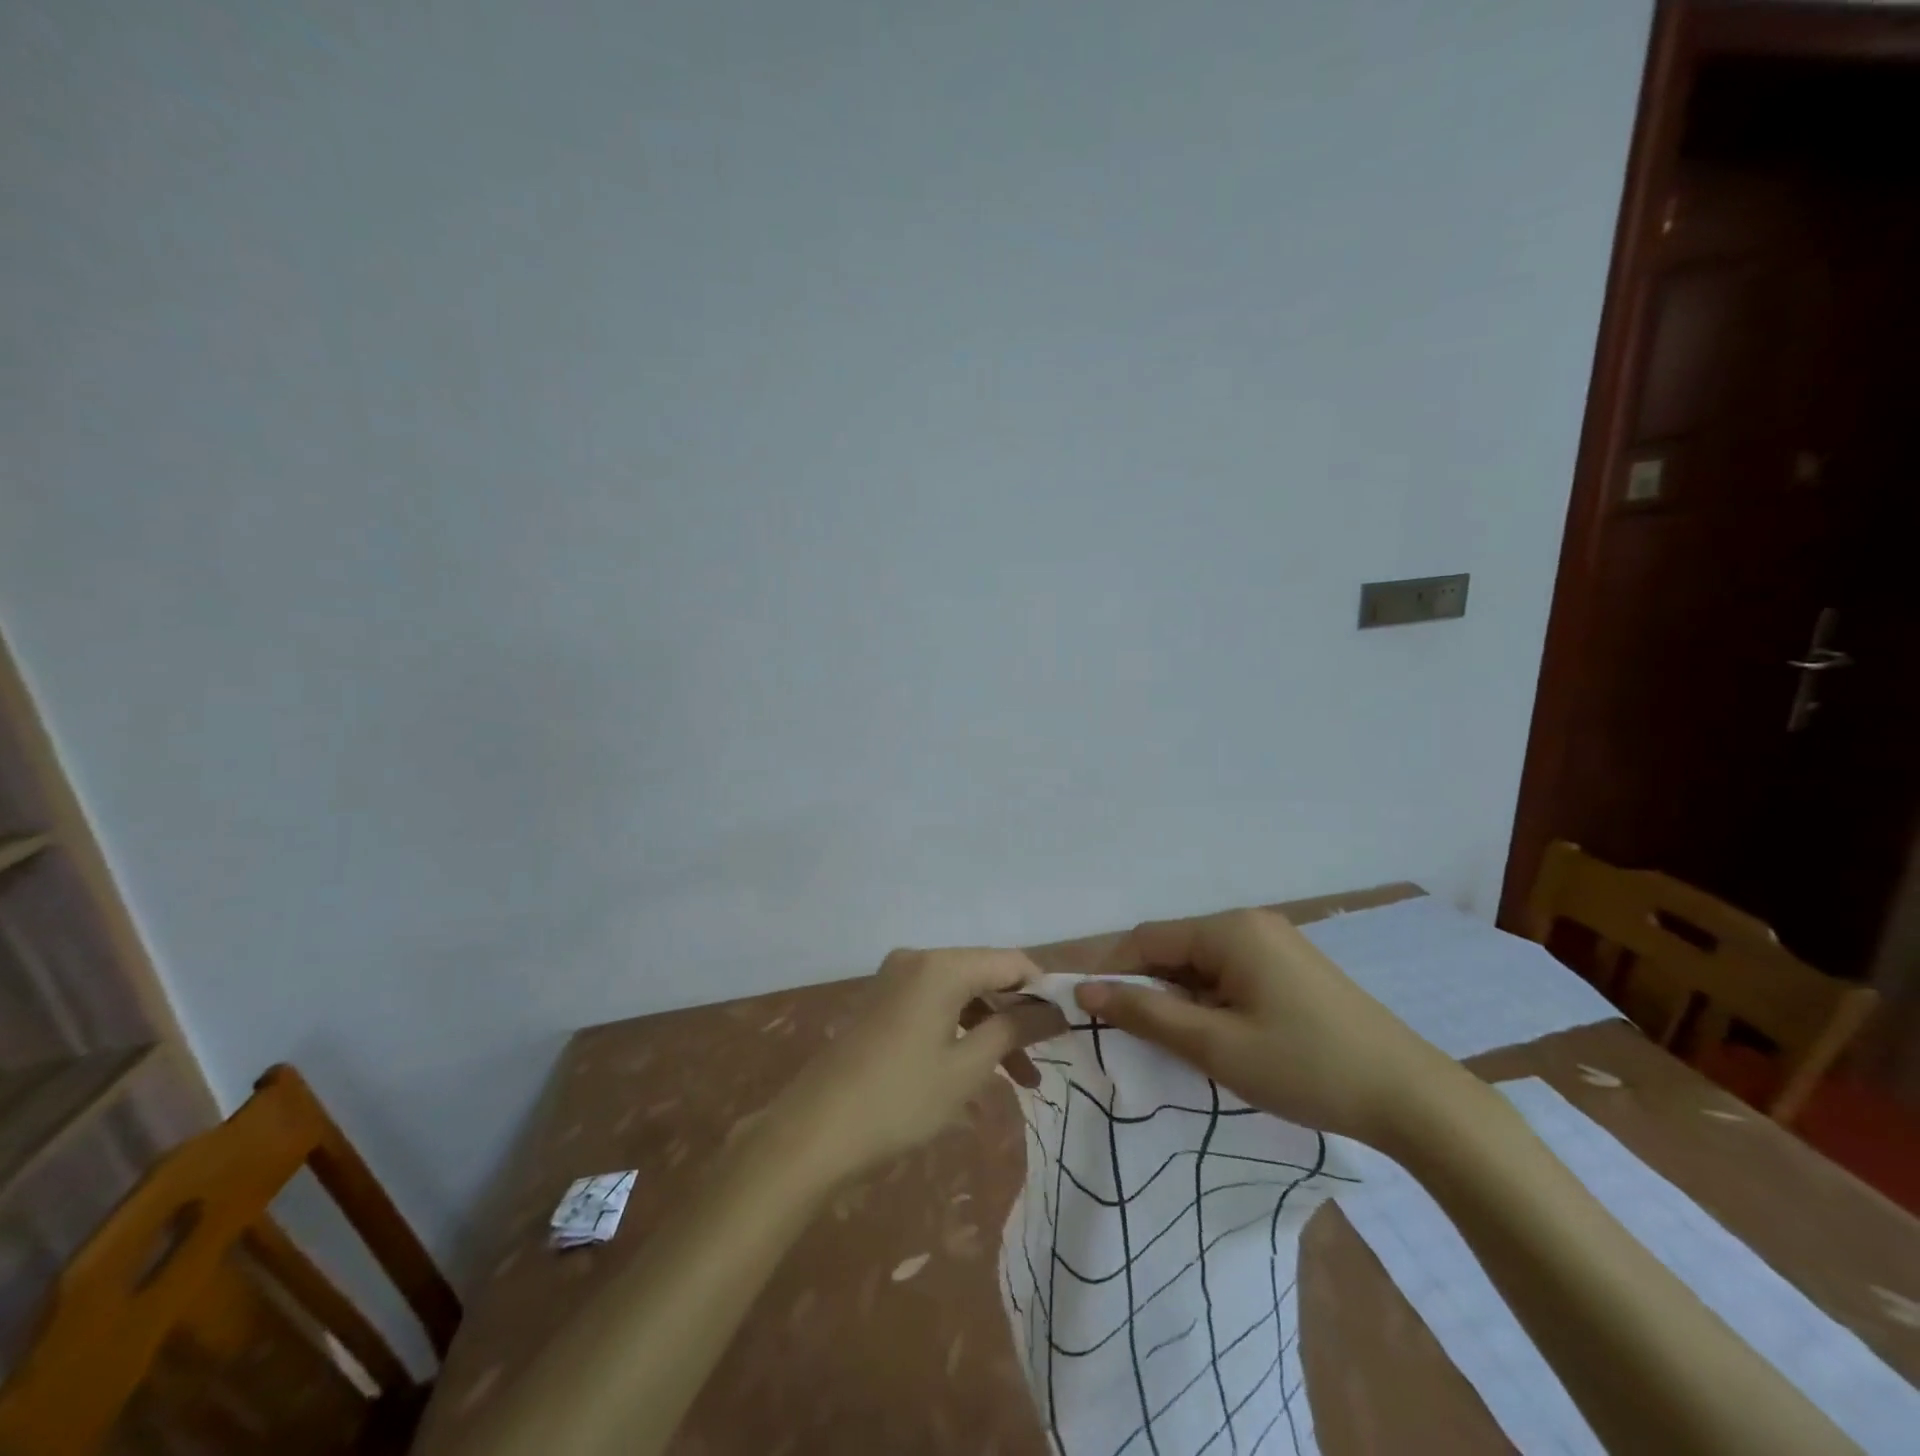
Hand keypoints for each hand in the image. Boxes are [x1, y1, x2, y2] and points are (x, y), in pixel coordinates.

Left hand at [769, 948, 1065, 1182]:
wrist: (813, 1133)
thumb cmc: (900, 1100)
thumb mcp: (967, 1067)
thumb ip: (1014, 1029)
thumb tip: (1056, 1010)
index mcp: (941, 965)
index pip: (1010, 961)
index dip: (1043, 990)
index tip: (1067, 1027)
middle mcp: (918, 959)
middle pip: (984, 975)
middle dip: (1017, 1016)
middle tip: (1044, 1062)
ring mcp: (895, 979)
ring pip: (960, 993)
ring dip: (991, 1029)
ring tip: (1020, 1080)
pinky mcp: (882, 1003)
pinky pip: (935, 1005)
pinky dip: (960, 1031)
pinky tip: (976, 1070)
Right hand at [1074, 908, 1461, 1145]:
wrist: (1414, 1099)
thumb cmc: (1306, 1068)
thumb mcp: (1216, 1045)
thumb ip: (1146, 1013)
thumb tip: (1085, 989)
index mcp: (1230, 930)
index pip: (1147, 939)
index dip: (1112, 974)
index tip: (1091, 1015)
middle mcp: (1250, 924)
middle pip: (1175, 949)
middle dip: (1147, 989)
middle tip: (1132, 1040)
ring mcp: (1276, 945)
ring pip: (1202, 966)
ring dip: (1179, 1000)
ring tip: (1173, 1047)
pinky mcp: (1293, 971)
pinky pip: (1231, 976)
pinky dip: (1210, 1003)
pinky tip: (1216, 1041)